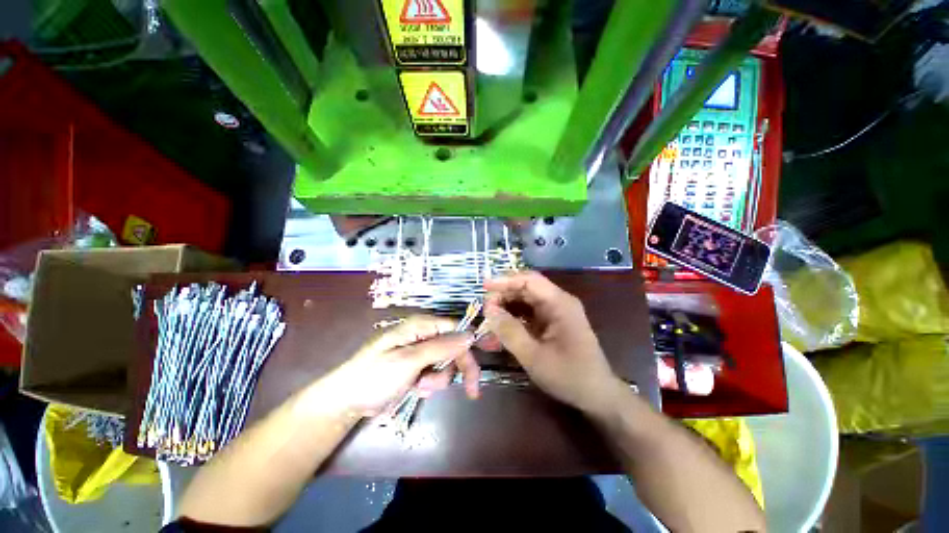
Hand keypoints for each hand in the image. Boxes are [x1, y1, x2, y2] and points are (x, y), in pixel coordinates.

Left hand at [316, 315, 480, 417]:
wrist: (347, 401)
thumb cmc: (375, 376)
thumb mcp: (409, 360)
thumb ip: (441, 347)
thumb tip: (470, 335)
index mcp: (420, 325)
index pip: (455, 328)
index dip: (470, 342)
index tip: (486, 358)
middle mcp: (423, 335)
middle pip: (454, 346)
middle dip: (457, 368)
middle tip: (470, 390)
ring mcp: (420, 351)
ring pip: (446, 363)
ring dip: (439, 378)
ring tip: (421, 386)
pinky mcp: (417, 366)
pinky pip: (435, 373)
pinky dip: (430, 383)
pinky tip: (416, 389)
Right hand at [483, 272, 623, 416]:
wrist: (596, 395)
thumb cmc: (568, 375)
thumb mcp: (534, 356)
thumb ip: (510, 331)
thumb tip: (489, 310)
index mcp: (559, 303)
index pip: (529, 280)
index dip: (505, 280)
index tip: (484, 286)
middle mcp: (558, 302)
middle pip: (526, 288)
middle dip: (503, 295)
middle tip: (484, 308)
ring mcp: (556, 312)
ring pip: (526, 300)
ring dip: (507, 306)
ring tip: (489, 317)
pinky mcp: (552, 322)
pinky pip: (529, 313)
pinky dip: (514, 317)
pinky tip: (501, 327)